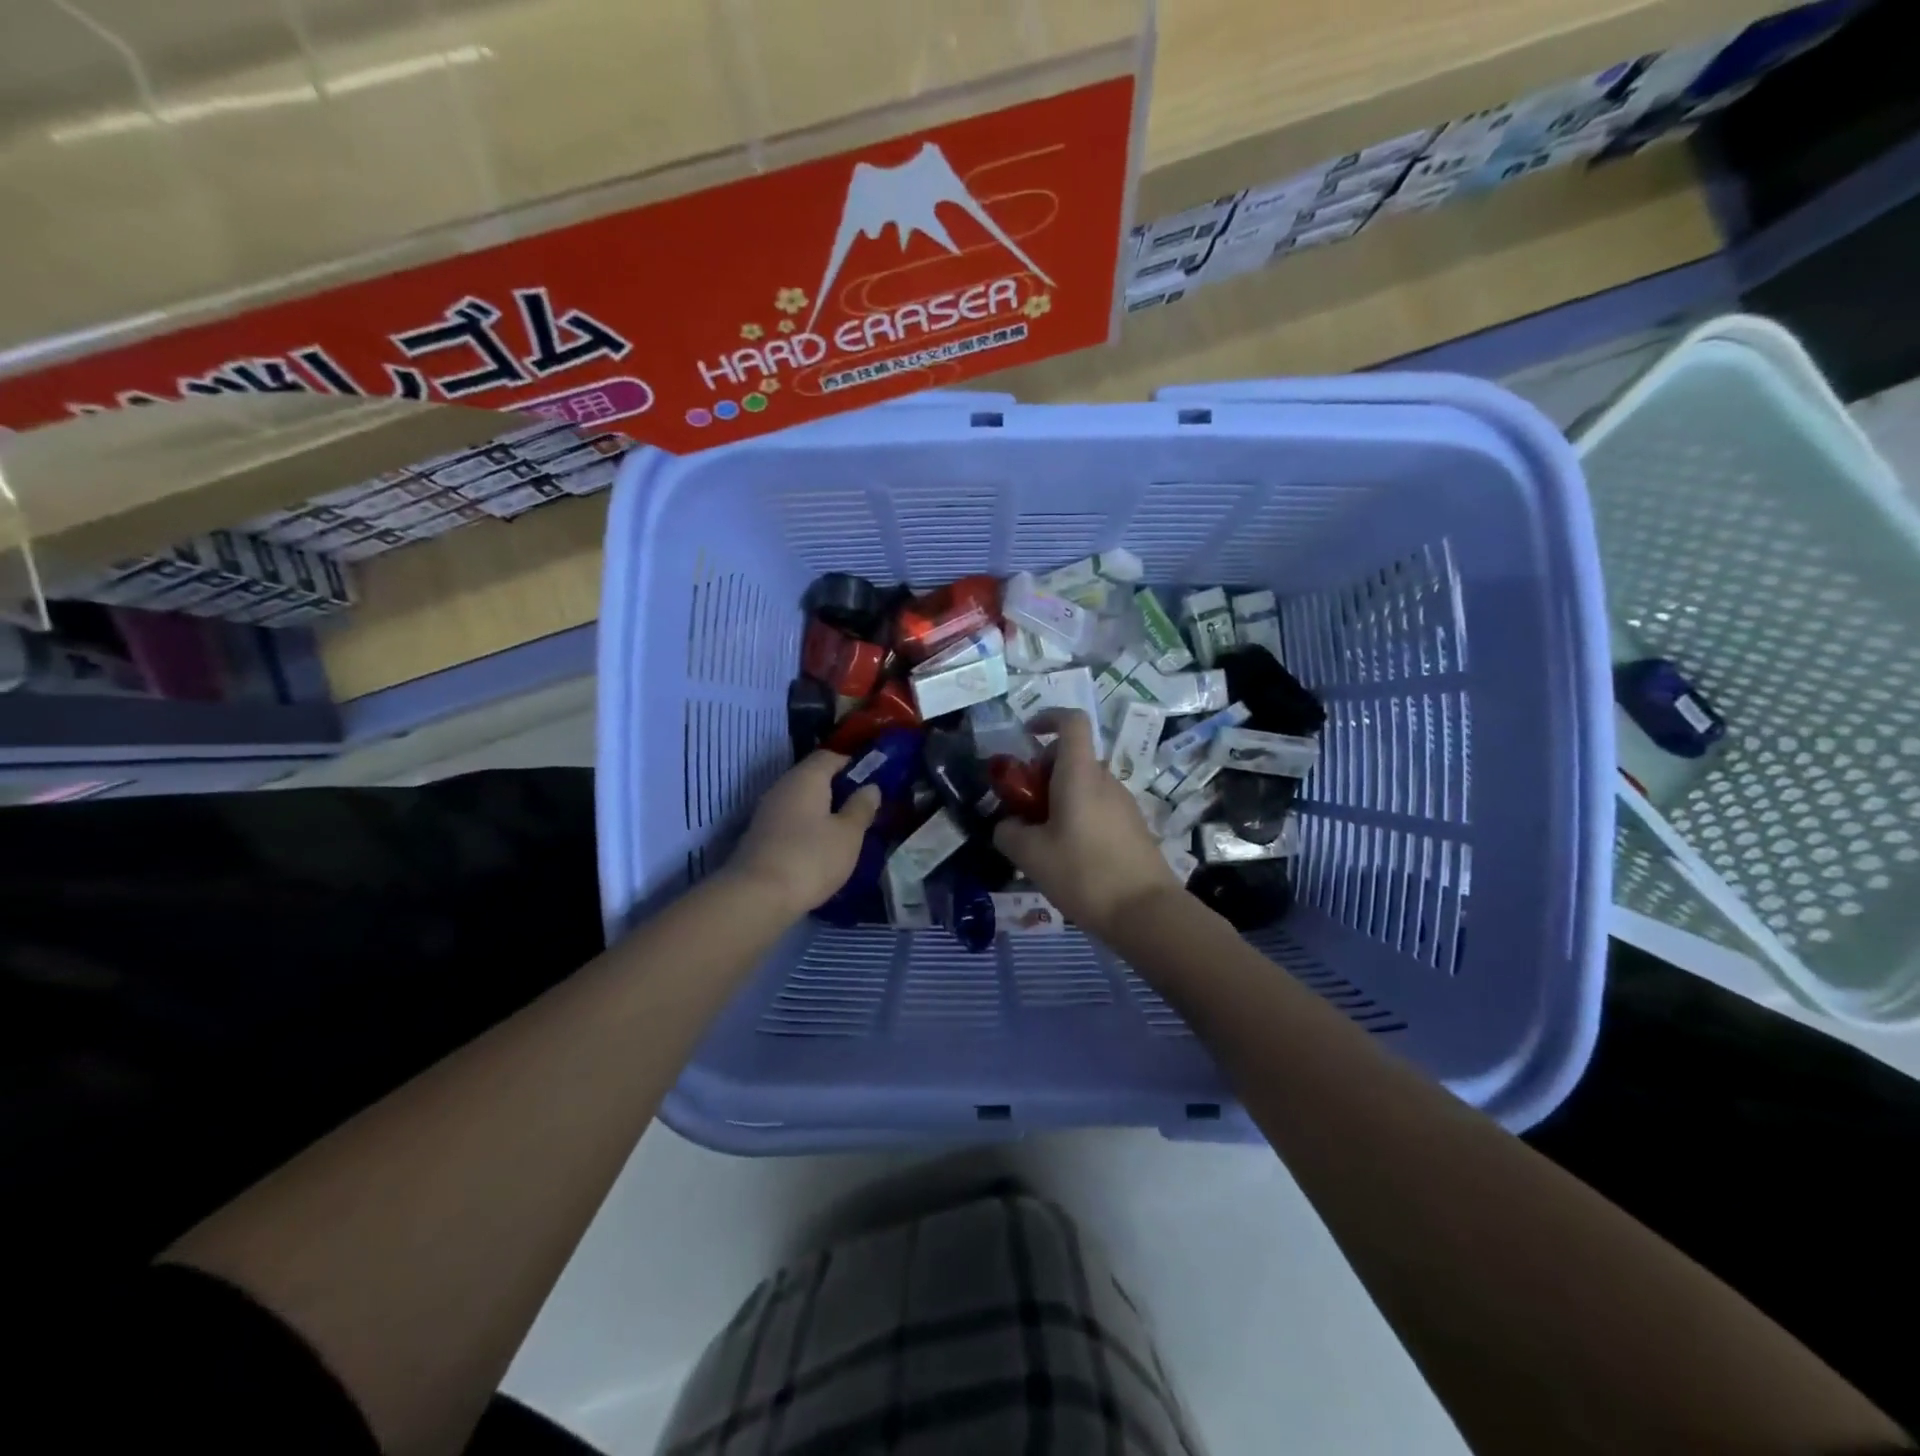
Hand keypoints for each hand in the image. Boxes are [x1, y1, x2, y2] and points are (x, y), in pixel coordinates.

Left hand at [728, 752, 880, 917]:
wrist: (757, 897)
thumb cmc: (811, 858)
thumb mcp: (848, 834)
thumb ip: (861, 807)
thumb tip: (871, 787)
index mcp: (806, 777)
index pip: (830, 756)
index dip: (853, 763)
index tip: (875, 779)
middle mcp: (783, 786)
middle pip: (814, 777)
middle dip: (839, 788)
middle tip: (864, 807)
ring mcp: (768, 811)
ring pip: (802, 800)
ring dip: (824, 810)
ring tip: (847, 829)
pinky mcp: (761, 836)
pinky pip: (791, 820)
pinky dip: (808, 827)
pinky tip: (822, 846)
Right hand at [994, 710, 1180, 940]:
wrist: (1145, 912)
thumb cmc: (1083, 873)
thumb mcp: (1030, 855)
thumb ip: (1008, 832)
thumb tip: (1008, 825)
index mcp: (1080, 774)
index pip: (1071, 721)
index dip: (1047, 717)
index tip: (1026, 735)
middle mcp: (1105, 780)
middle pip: (1071, 758)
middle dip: (1042, 773)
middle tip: (1024, 809)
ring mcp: (1123, 804)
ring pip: (1083, 786)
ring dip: (1058, 800)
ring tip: (1042, 841)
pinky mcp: (1133, 827)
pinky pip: (1097, 808)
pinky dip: (1077, 817)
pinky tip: (1069, 858)